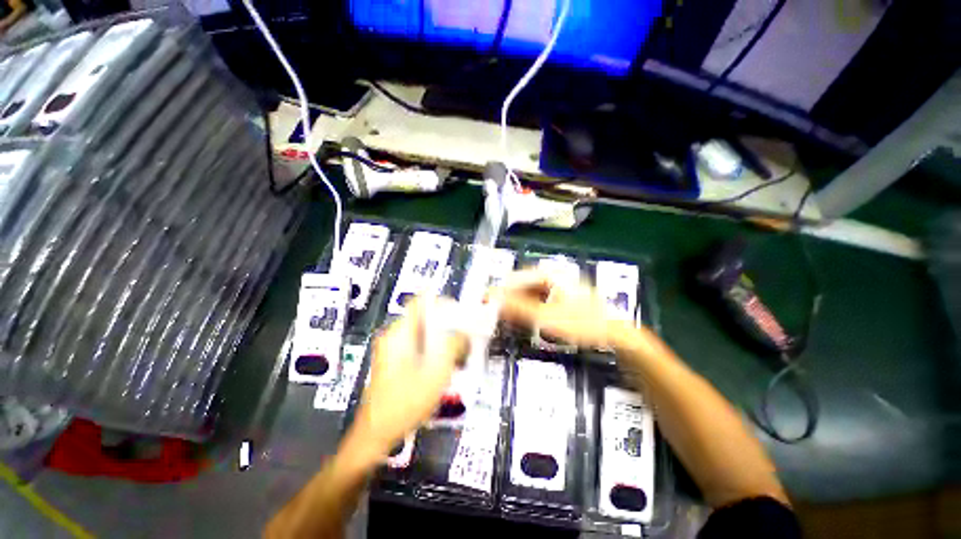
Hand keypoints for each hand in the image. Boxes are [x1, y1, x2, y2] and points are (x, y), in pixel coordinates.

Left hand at [350, 297, 468, 457]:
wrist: (376, 435)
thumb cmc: (405, 402)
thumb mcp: (437, 371)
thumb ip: (453, 345)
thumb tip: (465, 332)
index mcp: (400, 333)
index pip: (421, 302)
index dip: (442, 302)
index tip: (460, 312)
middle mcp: (394, 336)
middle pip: (425, 318)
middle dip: (447, 324)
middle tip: (465, 335)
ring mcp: (393, 349)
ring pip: (423, 333)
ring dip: (442, 339)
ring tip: (459, 353)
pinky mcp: (395, 362)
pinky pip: (419, 346)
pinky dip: (434, 350)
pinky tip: (446, 366)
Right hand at [493, 269, 621, 349]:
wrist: (617, 335)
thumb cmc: (583, 323)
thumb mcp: (547, 318)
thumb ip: (518, 309)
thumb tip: (493, 300)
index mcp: (550, 275)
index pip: (517, 278)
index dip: (501, 290)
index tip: (487, 302)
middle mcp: (554, 277)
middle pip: (523, 286)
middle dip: (509, 299)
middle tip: (495, 313)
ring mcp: (561, 288)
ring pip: (531, 294)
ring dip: (518, 305)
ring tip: (507, 318)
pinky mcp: (564, 299)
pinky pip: (541, 301)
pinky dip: (530, 309)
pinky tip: (526, 320)